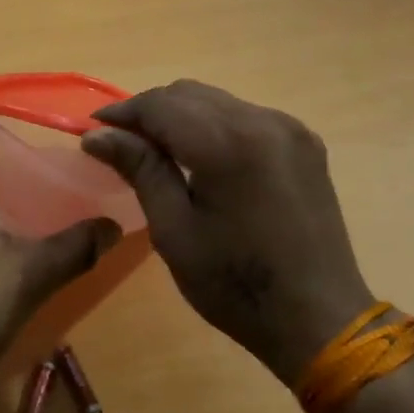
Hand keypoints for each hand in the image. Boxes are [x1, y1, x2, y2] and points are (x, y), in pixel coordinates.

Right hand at [81, 80, 373, 386]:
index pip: (162, 105)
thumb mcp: (175, 231)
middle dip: (149, 112)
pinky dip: (213, 126)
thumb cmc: (236, 285)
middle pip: (190, 94)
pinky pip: (245, 117)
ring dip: (181, 117)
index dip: (122, 113)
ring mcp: (289, 129)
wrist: (319, 318)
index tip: (94, 132)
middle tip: (121, 144)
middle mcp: (263, 121)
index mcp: (229, 144)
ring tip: (156, 151)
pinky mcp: (304, 143)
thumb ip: (141, 170)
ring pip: (218, 102)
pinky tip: (200, 158)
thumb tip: (98, 136)